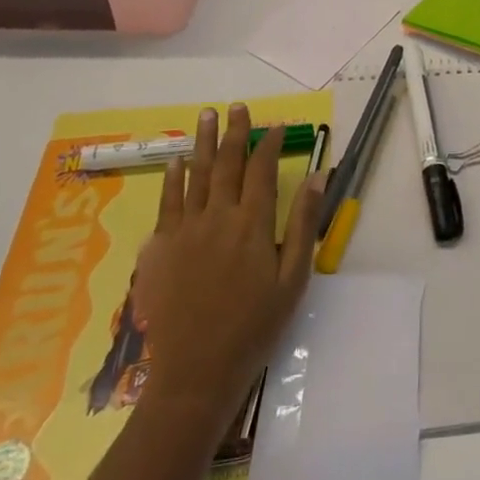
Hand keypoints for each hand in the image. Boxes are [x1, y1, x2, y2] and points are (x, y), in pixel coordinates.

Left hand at [131, 104, 324, 422]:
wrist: (196, 373)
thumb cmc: (254, 327)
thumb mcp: (293, 279)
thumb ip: (304, 224)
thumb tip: (317, 176)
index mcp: (252, 224)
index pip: (262, 170)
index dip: (269, 143)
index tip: (276, 125)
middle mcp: (218, 217)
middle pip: (227, 164)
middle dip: (234, 132)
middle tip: (237, 107)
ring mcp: (185, 230)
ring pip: (196, 175)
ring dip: (203, 143)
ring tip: (206, 116)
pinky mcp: (162, 249)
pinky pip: (168, 202)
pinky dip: (173, 178)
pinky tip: (177, 161)